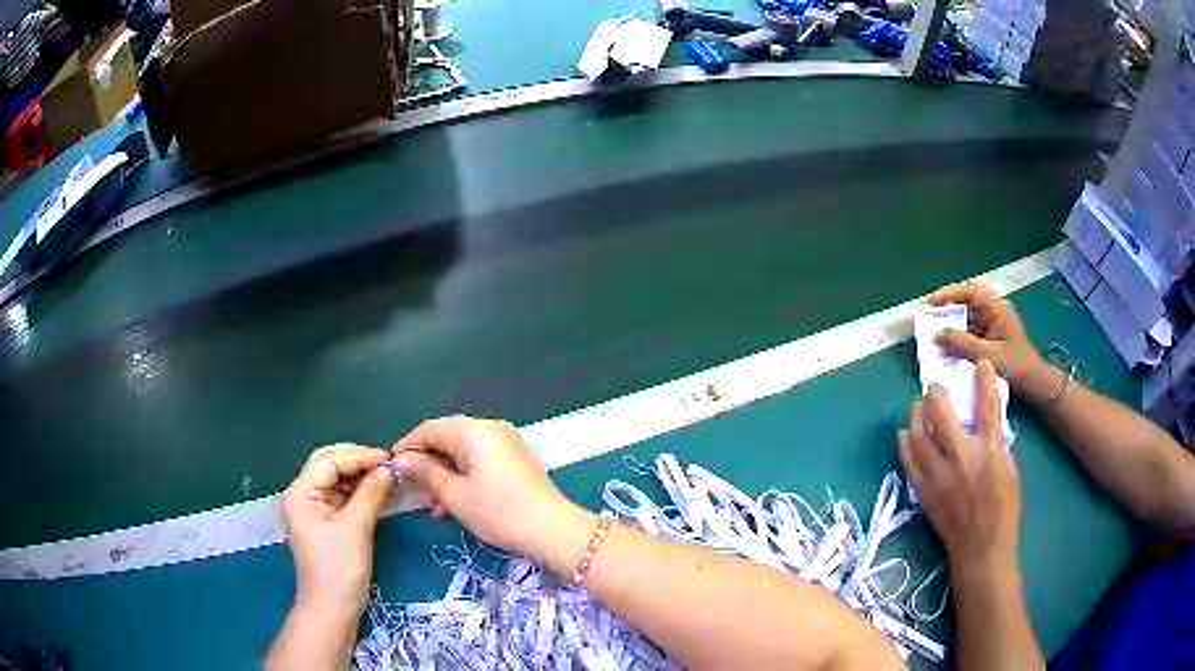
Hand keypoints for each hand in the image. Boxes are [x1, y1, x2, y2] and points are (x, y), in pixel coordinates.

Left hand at [280, 445, 394, 615]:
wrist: (332, 607)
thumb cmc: (339, 567)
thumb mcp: (355, 528)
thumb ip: (370, 494)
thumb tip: (388, 469)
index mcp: (300, 493)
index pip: (328, 461)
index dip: (358, 456)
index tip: (388, 458)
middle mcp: (302, 496)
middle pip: (328, 465)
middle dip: (356, 460)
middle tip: (385, 462)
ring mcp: (313, 510)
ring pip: (335, 480)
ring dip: (359, 475)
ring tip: (386, 475)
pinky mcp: (325, 523)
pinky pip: (341, 497)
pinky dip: (358, 491)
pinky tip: (377, 491)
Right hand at [391, 415, 571, 557]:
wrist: (551, 530)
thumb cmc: (498, 511)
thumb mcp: (455, 495)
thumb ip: (426, 473)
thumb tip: (404, 460)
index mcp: (473, 431)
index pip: (430, 429)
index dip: (408, 446)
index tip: (392, 466)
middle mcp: (490, 429)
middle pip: (447, 439)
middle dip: (427, 465)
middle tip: (414, 492)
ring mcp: (505, 444)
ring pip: (462, 454)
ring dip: (444, 476)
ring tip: (432, 507)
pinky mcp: (513, 461)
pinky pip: (479, 462)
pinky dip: (463, 478)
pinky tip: (452, 505)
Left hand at [899, 360, 1021, 574]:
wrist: (981, 551)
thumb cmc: (1003, 512)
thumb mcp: (1010, 471)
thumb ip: (997, 443)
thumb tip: (985, 421)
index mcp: (989, 453)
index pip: (987, 408)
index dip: (984, 381)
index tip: (980, 362)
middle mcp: (962, 460)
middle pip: (941, 417)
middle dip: (935, 395)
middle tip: (933, 388)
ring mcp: (939, 477)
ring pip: (918, 437)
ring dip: (916, 416)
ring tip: (917, 406)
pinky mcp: (924, 493)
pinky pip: (909, 462)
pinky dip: (905, 444)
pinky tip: (904, 434)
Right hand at [929, 283, 1057, 401]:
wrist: (1035, 385)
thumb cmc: (1017, 366)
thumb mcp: (989, 356)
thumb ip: (963, 344)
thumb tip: (936, 335)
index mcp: (996, 308)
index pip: (969, 291)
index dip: (948, 294)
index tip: (930, 303)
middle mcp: (993, 313)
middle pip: (966, 304)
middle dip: (946, 309)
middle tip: (928, 318)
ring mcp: (991, 327)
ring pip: (966, 321)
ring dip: (950, 327)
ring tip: (932, 335)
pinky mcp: (989, 341)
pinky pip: (969, 335)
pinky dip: (957, 340)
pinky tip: (946, 350)